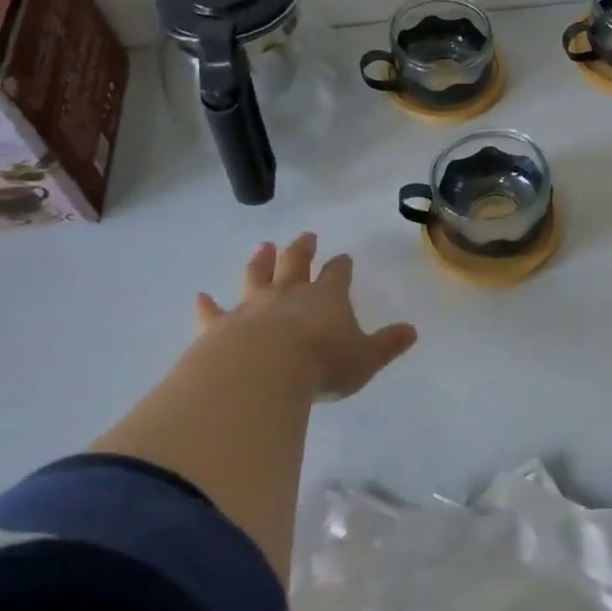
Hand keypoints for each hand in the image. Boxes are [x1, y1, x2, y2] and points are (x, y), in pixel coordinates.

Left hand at [194, 232, 417, 400]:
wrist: (261, 374)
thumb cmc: (322, 364)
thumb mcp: (365, 359)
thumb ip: (388, 344)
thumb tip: (411, 331)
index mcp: (326, 298)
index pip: (337, 274)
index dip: (341, 266)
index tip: (343, 257)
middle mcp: (288, 294)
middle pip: (296, 263)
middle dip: (303, 249)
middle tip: (306, 236)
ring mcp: (251, 306)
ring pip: (256, 276)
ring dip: (260, 261)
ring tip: (263, 246)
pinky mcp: (220, 326)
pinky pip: (212, 312)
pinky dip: (206, 304)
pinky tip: (200, 296)